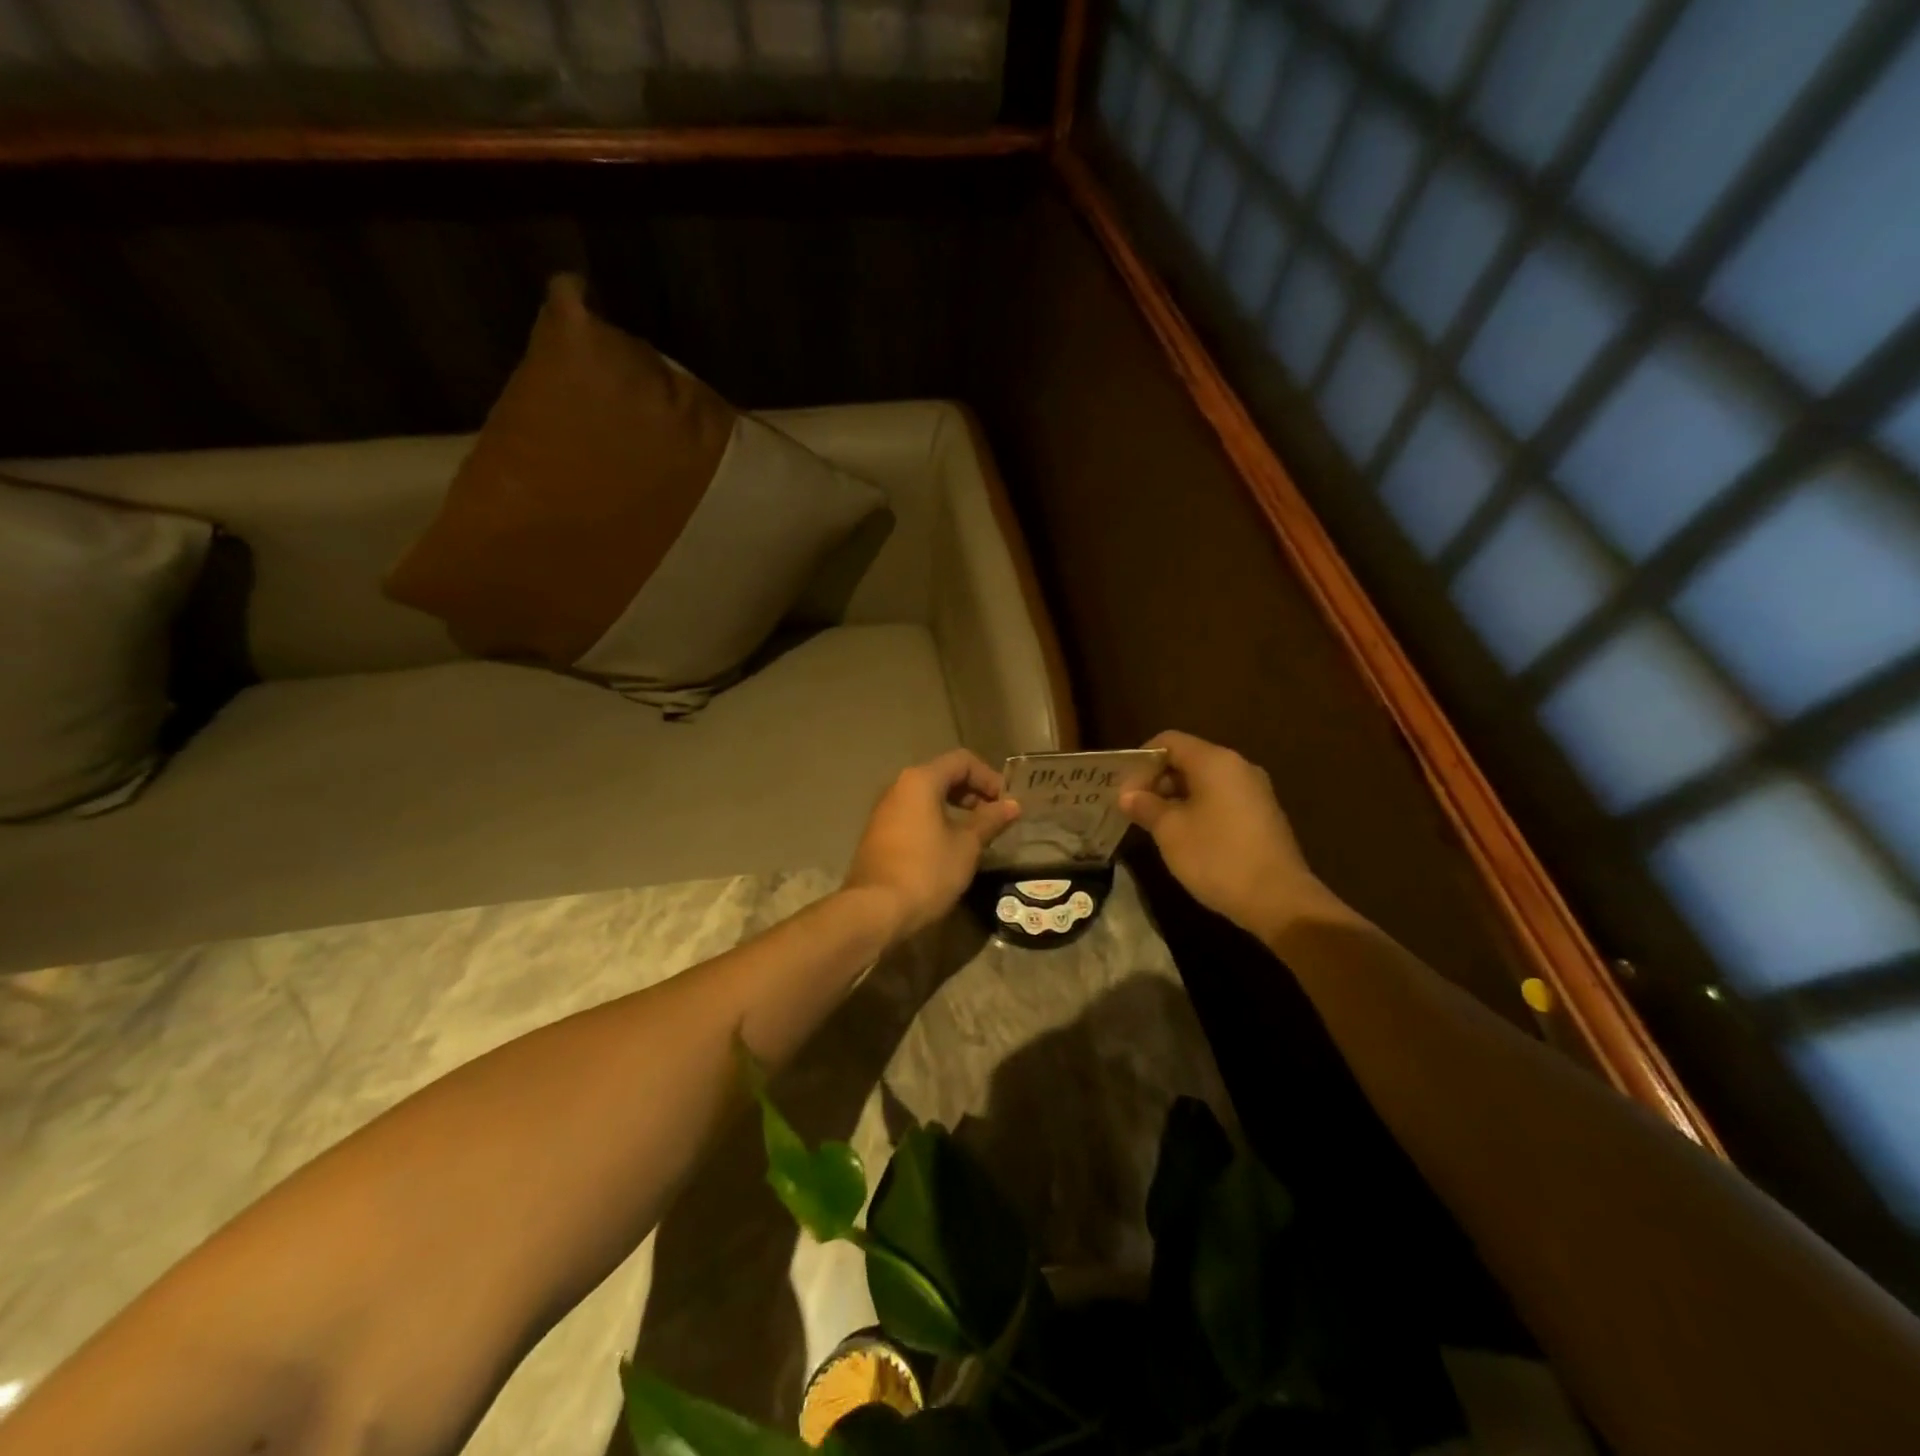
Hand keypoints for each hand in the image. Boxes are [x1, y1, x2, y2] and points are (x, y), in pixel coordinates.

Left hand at [843, 749, 1021, 939]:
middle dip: (973, 792)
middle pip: (942, 775)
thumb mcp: (966, 846)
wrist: (875, 910)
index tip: (1006, 803)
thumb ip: (989, 820)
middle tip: (994, 817)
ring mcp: (884, 811)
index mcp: (920, 781)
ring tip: (976, 834)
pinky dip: (936, 821)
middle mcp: (898, 788)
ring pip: (926, 797)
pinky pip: (913, 815)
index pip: (962, 761)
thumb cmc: (927, 871)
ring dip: (955, 808)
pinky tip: (949, 848)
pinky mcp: (878, 835)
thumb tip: (1012, 805)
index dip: (989, 777)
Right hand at [1120, 731, 1339, 942]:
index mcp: (1215, 761)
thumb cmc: (1217, 856)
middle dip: (1157, 780)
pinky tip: (1185, 836)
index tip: (1125, 790)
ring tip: (1155, 825)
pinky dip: (1198, 809)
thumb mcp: (1170, 831)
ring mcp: (1254, 791)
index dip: (1142, 760)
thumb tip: (1128, 795)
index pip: (1169, 740)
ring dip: (1176, 797)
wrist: (1279, 900)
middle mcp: (1238, 767)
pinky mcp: (1262, 815)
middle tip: (1135, 809)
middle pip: (1188, 759)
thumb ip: (1146, 806)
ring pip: (1205, 781)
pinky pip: (1221, 799)